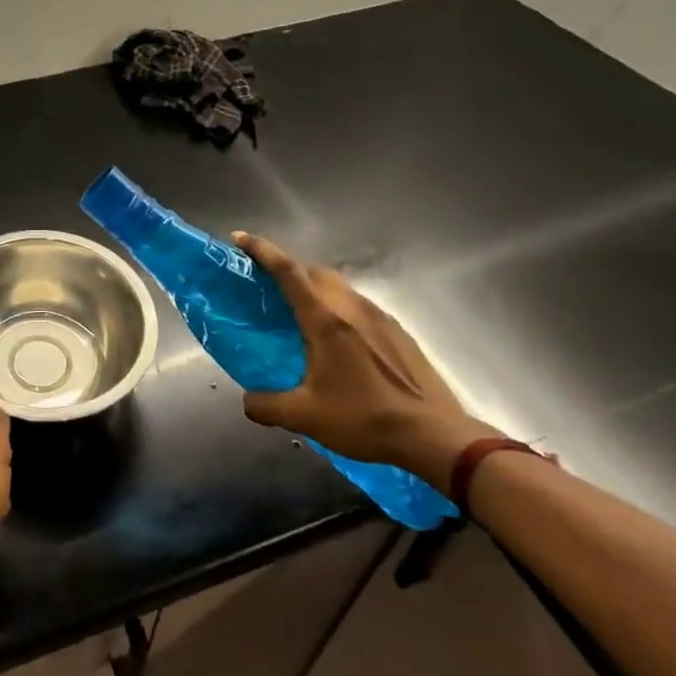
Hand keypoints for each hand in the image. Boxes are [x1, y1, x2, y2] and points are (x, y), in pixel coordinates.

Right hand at [233, 232, 498, 492]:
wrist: (435, 437)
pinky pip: (359, 306)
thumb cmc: (366, 418)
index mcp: (325, 319)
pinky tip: (341, 342)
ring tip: (302, 315)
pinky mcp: (398, 332)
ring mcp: (379, 317)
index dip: (262, 250)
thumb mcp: (306, 417)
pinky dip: (339, 308)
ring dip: (315, 289)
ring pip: (339, 287)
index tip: (240, 238)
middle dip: (288, 269)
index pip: (288, 270)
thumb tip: (247, 401)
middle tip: (269, 286)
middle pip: (314, 271)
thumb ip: (267, 406)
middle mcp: (351, 308)